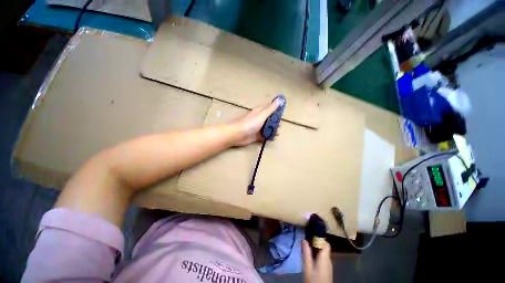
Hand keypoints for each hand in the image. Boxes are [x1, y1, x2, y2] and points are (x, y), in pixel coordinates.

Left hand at [232, 99, 280, 146]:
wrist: (237, 134)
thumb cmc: (249, 123)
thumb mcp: (262, 115)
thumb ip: (271, 109)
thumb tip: (280, 99)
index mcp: (260, 112)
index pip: (270, 110)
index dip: (276, 112)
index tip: (282, 116)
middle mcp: (259, 119)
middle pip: (270, 120)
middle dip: (275, 123)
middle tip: (279, 127)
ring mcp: (257, 128)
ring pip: (268, 128)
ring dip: (273, 130)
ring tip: (276, 134)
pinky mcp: (256, 135)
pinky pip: (264, 135)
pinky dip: (268, 137)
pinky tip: (272, 138)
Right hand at [302, 239, 332, 282]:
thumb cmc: (314, 279)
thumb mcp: (308, 267)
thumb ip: (306, 253)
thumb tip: (304, 239)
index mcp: (325, 257)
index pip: (325, 243)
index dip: (319, 238)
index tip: (310, 235)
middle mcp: (329, 260)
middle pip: (324, 247)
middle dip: (315, 243)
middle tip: (306, 241)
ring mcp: (329, 266)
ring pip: (323, 253)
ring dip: (316, 249)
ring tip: (306, 248)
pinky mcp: (327, 270)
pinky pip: (323, 259)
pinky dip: (317, 255)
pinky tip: (311, 258)